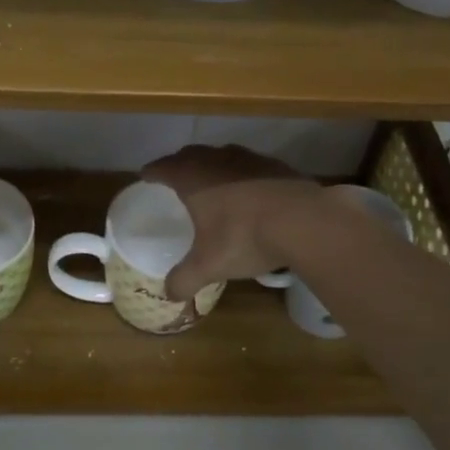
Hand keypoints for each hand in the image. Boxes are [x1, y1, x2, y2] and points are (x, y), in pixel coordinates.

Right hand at [141, 144, 325, 300]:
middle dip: (180, 164)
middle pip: (191, 154)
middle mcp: (217, 159)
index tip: (145, 177)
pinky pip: (251, 166)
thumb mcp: (209, 265)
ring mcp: (249, 159)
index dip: (152, 172)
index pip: (163, 167)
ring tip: (212, 183)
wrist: (304, 222)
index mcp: (192, 177)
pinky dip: (243, 175)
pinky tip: (249, 192)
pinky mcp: (277, 165)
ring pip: (222, 155)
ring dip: (213, 166)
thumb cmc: (243, 237)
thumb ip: (185, 279)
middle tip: (175, 178)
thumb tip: (169, 295)